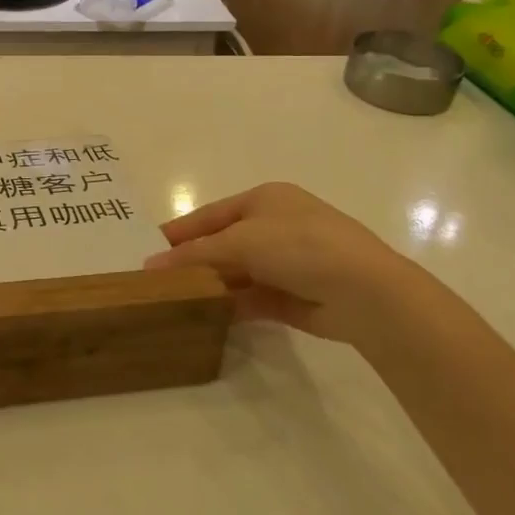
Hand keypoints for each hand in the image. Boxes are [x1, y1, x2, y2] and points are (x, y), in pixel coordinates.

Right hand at [143, 183, 422, 342]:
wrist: (365, 291)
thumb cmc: (299, 246)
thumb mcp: (241, 241)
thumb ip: (196, 253)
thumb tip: (152, 265)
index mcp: (265, 199)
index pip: (211, 214)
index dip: (180, 231)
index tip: (149, 248)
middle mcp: (276, 226)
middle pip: (223, 243)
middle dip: (193, 260)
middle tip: (157, 279)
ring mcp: (288, 262)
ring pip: (238, 272)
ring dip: (211, 284)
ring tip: (174, 300)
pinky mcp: (295, 295)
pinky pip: (253, 298)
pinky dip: (231, 305)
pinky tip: (206, 315)